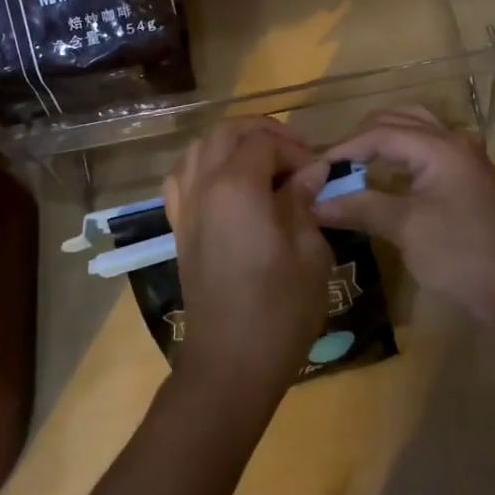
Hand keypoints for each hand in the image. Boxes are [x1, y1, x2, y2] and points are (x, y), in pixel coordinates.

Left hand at [164, 117, 331, 401]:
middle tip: (293, 152)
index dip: (294, 149)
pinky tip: (226, 181)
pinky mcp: (178, 225)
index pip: (264, 142)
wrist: (230, 363)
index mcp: (237, 186)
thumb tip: (311, 170)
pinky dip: (205, 164)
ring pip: (200, 147)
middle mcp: (204, 185)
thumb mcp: (309, 251)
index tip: (316, 173)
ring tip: (262, 161)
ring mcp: (185, 205)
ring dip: (231, 143)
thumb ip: (305, 201)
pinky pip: (183, 175)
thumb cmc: (280, 308)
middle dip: (262, 132)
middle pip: (227, 132)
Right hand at [296, 106, 494, 322]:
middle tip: (334, 164)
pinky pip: (426, 149)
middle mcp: (455, 142)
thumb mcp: (405, 229)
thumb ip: (360, 207)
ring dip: (383, 140)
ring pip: (415, 130)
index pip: (381, 133)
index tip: (316, 169)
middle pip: (398, 120)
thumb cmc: (461, 256)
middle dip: (362, 138)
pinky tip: (384, 176)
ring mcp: (465, 159)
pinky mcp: (468, 179)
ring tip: (355, 163)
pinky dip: (401, 154)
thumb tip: (315, 203)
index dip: (345, 149)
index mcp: (441, 147)